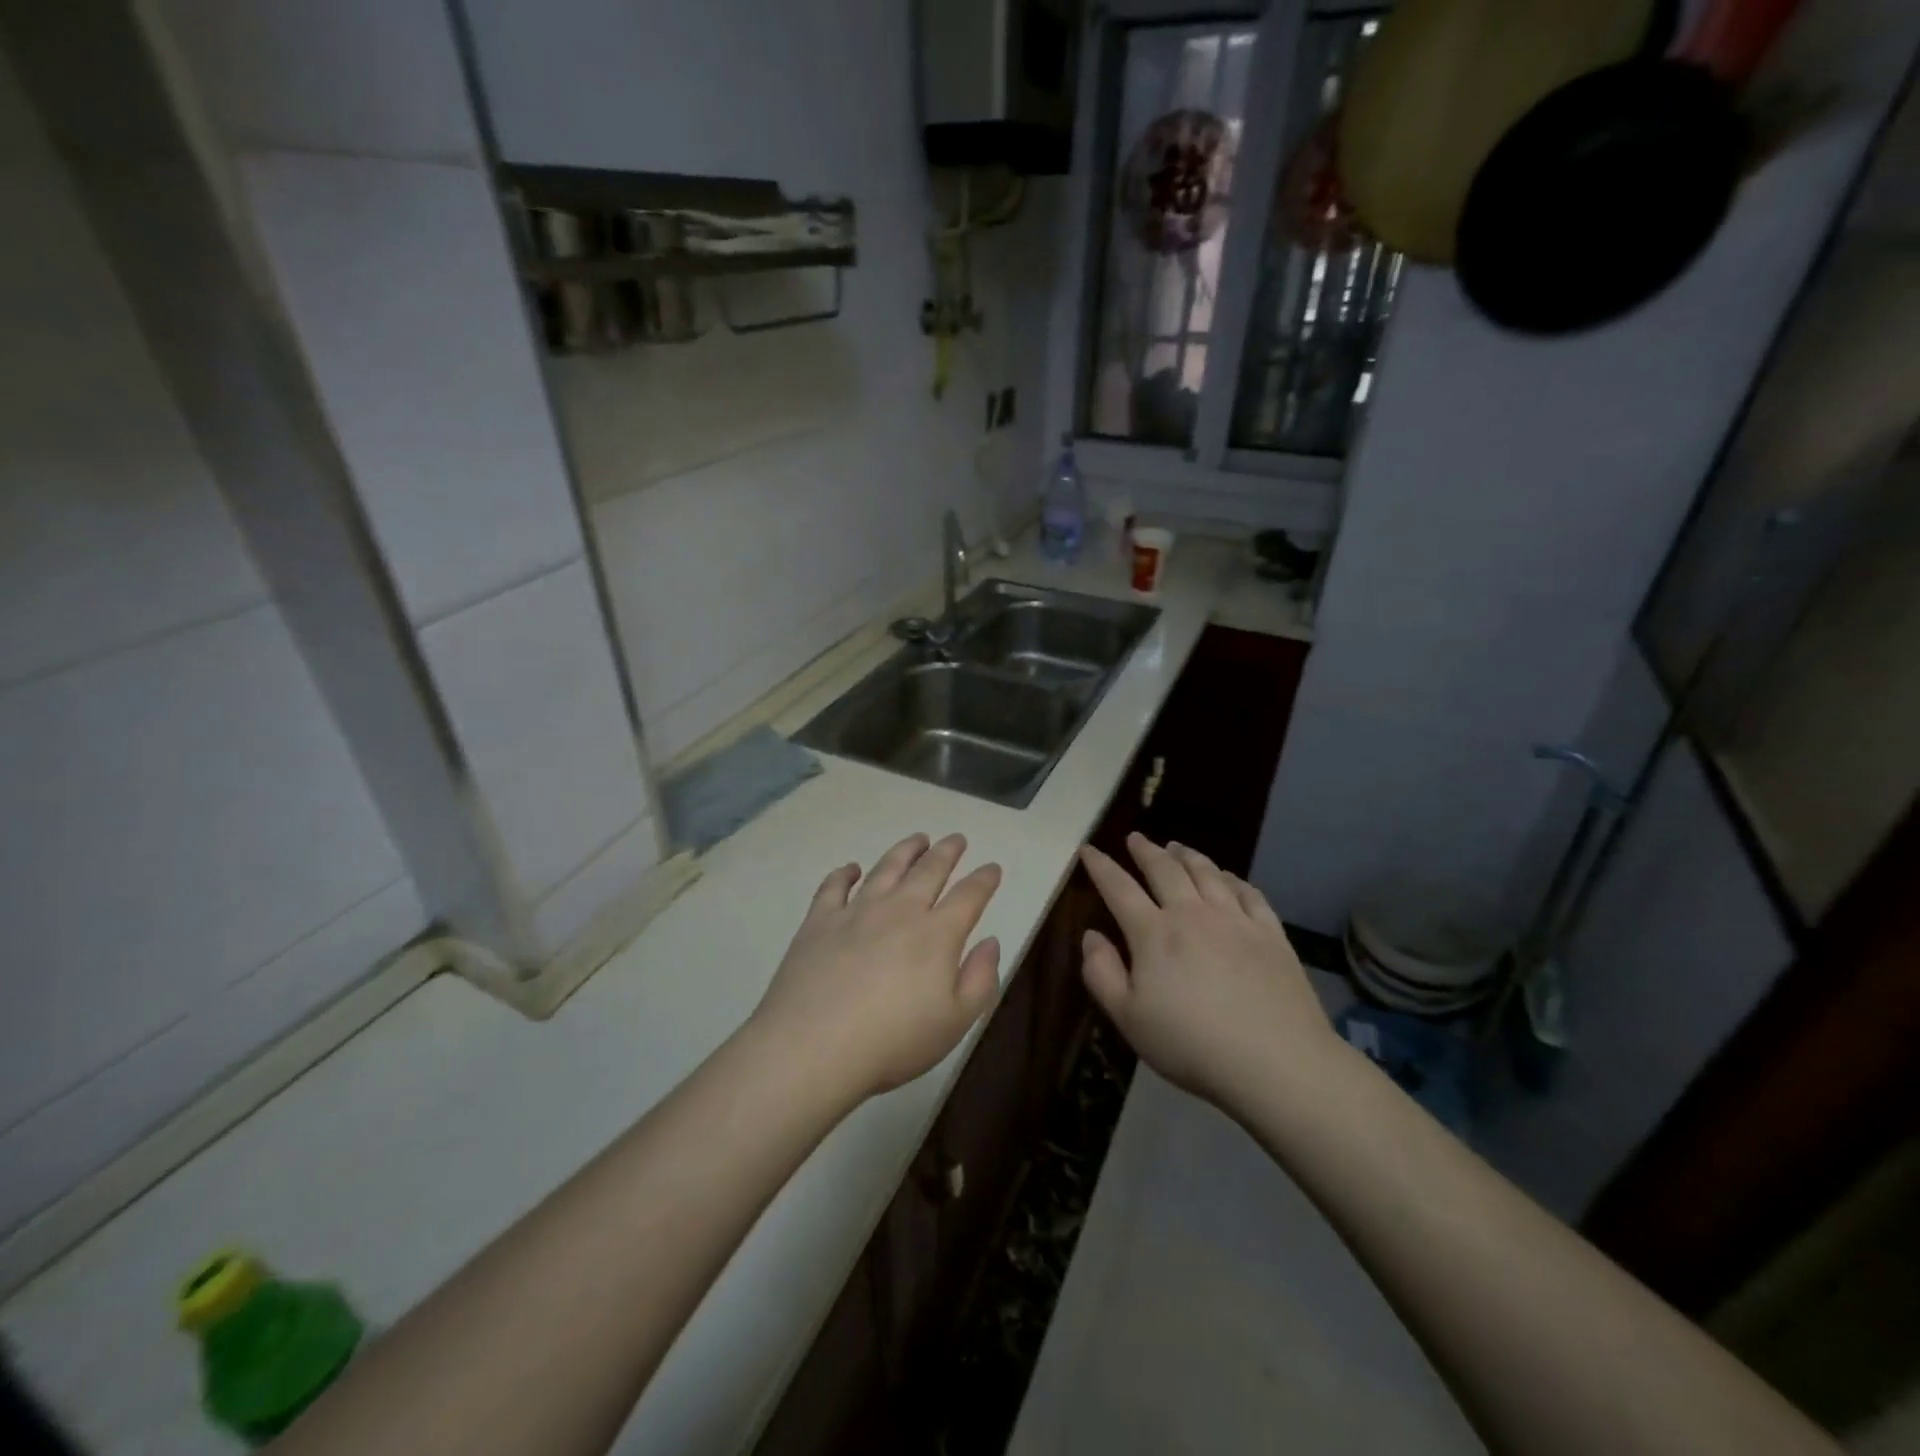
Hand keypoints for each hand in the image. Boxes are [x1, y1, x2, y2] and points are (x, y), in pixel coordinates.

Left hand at [752, 833, 1002, 1101]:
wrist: (814, 1047)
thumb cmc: (894, 1041)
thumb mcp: (955, 1021)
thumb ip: (981, 979)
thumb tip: (990, 941)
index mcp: (937, 934)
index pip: (969, 896)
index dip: (984, 879)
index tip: (992, 867)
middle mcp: (900, 911)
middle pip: (929, 870)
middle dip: (947, 852)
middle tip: (956, 839)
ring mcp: (857, 911)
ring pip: (886, 868)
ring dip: (905, 850)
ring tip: (917, 839)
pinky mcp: (820, 921)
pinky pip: (834, 886)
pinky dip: (845, 873)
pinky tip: (851, 869)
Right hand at [1079, 834, 1339, 1109]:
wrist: (1275, 1062)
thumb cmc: (1191, 1045)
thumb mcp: (1128, 1019)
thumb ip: (1102, 974)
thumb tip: (1091, 935)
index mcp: (1153, 933)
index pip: (1119, 888)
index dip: (1101, 867)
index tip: (1088, 849)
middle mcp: (1192, 914)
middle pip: (1165, 870)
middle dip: (1146, 850)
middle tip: (1135, 838)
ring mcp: (1235, 920)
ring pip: (1207, 873)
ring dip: (1187, 856)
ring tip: (1176, 847)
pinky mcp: (1270, 933)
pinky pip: (1248, 892)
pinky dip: (1232, 878)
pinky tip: (1227, 877)